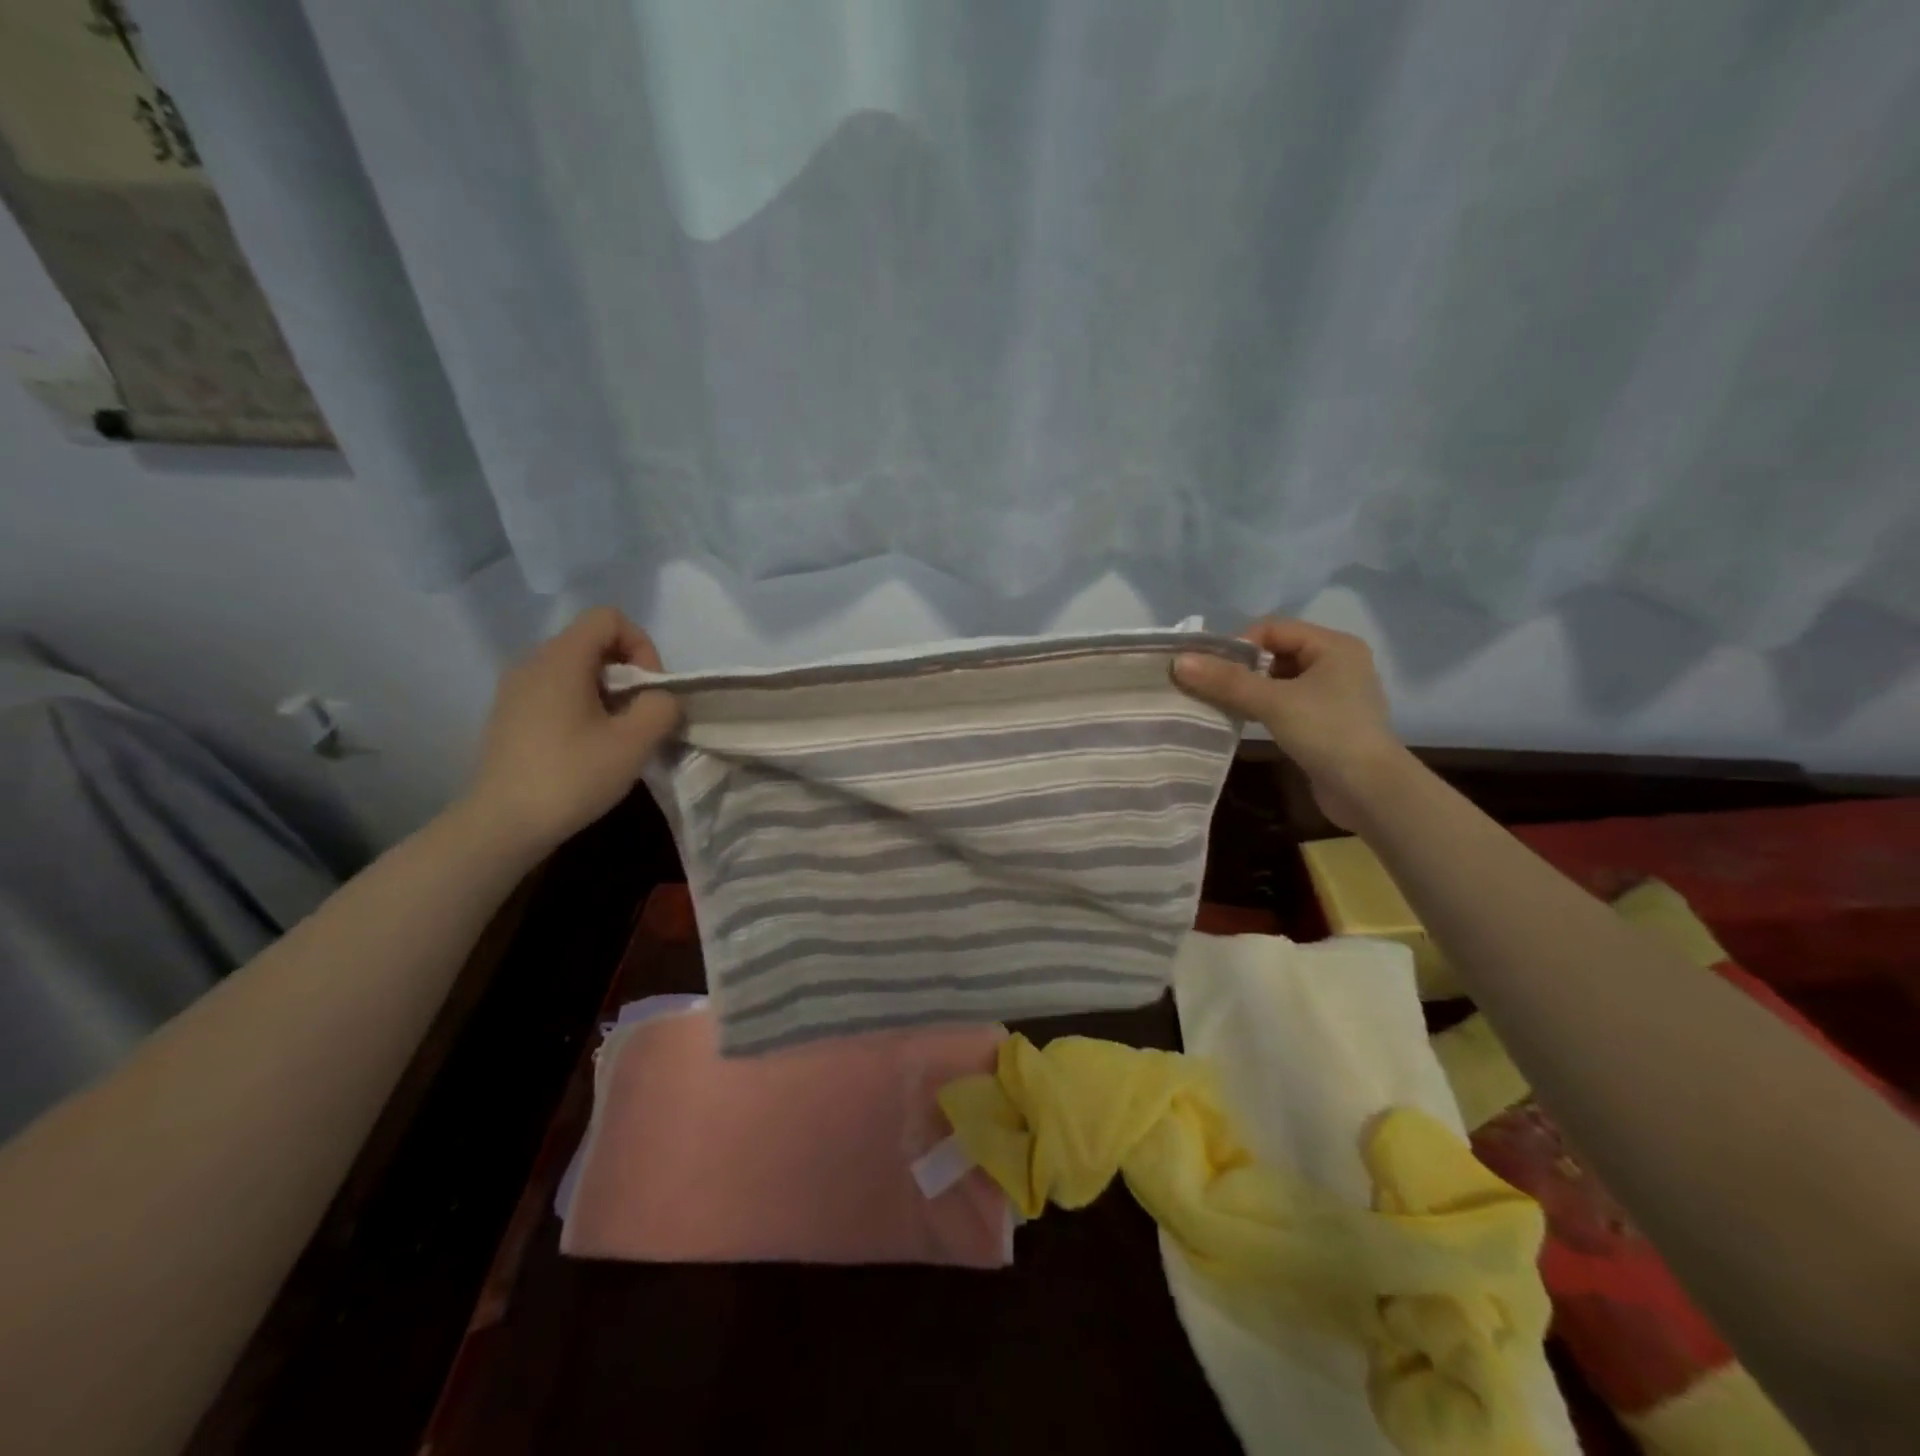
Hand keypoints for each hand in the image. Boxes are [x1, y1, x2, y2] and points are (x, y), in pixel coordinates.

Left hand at [461, 607, 680, 857]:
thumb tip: (661, 698)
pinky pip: (556, 691)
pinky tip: (588, 747)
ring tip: (617, 735)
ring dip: (608, 693)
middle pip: (593, 643)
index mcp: (561, 659)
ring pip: (576, 669)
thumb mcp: (635, 742)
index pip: (609, 618)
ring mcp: (516, 689)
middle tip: (640, 716)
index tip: (649, 690)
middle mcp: (533, 662)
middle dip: (628, 673)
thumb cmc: (572, 776)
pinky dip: (583, 706)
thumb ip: (662, 706)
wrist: (502, 824)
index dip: (641, 646)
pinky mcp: (510, 715)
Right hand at [1173, 619, 1407, 830]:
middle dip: (1240, 668)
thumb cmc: (1327, 734)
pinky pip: (1286, 702)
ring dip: (1248, 690)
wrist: (1370, 792)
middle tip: (1209, 687)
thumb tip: (1179, 661)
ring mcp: (1333, 694)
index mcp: (1333, 645)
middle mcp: (1337, 662)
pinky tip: (1242, 720)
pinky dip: (1262, 707)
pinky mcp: (1326, 721)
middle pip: (1275, 652)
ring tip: (1220, 704)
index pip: (1272, 628)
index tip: (1210, 670)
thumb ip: (1226, 681)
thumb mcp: (1273, 702)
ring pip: (1279, 680)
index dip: (1238, 645)